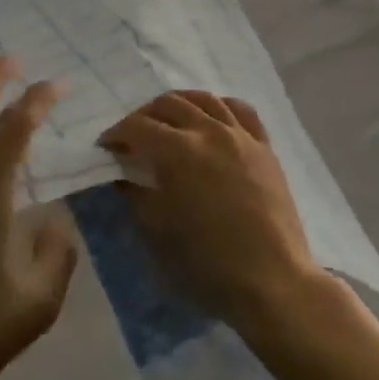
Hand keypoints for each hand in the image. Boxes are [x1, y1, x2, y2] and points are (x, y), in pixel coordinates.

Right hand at [98, 91, 323, 331]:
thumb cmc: (208, 264)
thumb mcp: (159, 233)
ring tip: (169, 120)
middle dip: (144, 115)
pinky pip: (241, 111)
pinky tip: (212, 118)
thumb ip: (136, 196)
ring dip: (180, 104)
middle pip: (169, 104)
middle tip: (133, 136)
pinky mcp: (265, 147)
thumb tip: (123, 176)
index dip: (116, 133)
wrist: (272, 280)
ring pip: (205, 99)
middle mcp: (210, 131)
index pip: (138, 127)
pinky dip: (220, 106)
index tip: (106, 146)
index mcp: (179, 151)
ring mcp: (241, 135)